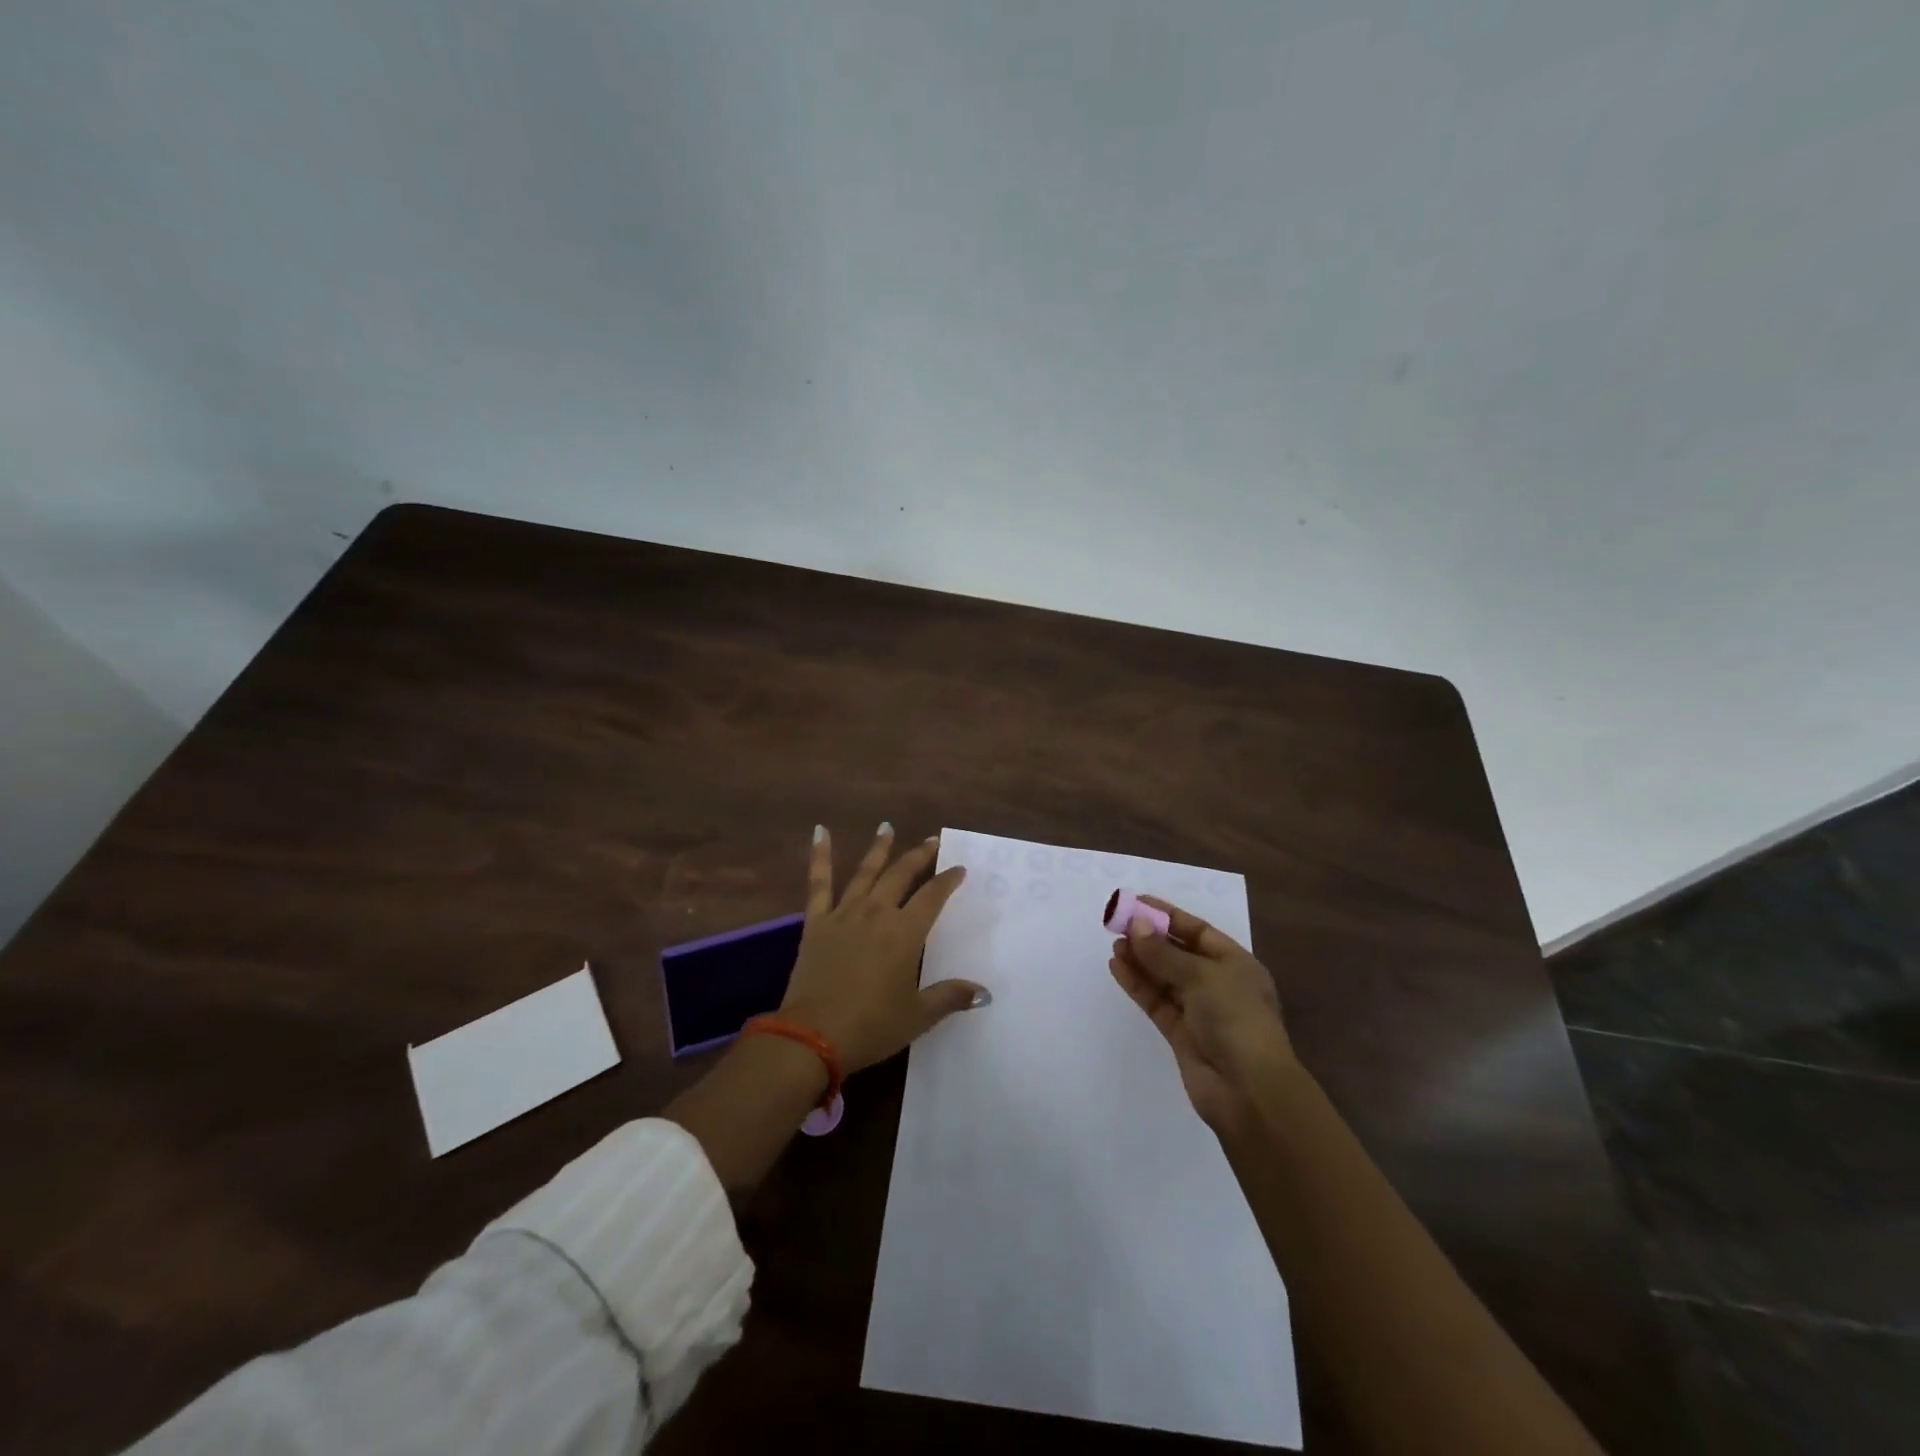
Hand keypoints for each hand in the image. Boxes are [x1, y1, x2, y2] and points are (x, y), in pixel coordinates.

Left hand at [780, 824, 983, 1072]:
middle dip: (919, 856)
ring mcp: (844, 914)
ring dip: (879, 848)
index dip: (947, 880)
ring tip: (887, 827)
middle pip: (901, 875)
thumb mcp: (917, 1016)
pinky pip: (818, 883)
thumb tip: (984, 993)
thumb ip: (950, 997)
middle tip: (931, 841)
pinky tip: (819, 831)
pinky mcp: (816, 922)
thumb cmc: (871, 1026)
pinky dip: (820, 855)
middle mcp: (877, 913)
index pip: (932, 897)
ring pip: (866, 872)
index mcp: (905, 933)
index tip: (959, 868)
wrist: (812, 1036)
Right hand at [1109, 896, 1296, 1134]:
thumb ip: (1164, 952)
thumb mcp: (1201, 975)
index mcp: (1235, 964)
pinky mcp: (1180, 1033)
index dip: (1168, 915)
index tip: (1137, 902)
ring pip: (1164, 977)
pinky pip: (1155, 1001)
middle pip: (1178, 953)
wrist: (1248, 1090)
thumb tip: (1136, 926)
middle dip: (1150, 938)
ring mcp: (1198, 1010)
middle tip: (1118, 923)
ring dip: (1140, 960)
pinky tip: (1117, 967)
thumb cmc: (1235, 1019)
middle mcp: (1218, 984)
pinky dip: (1137, 984)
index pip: (1198, 931)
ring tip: (1114, 944)